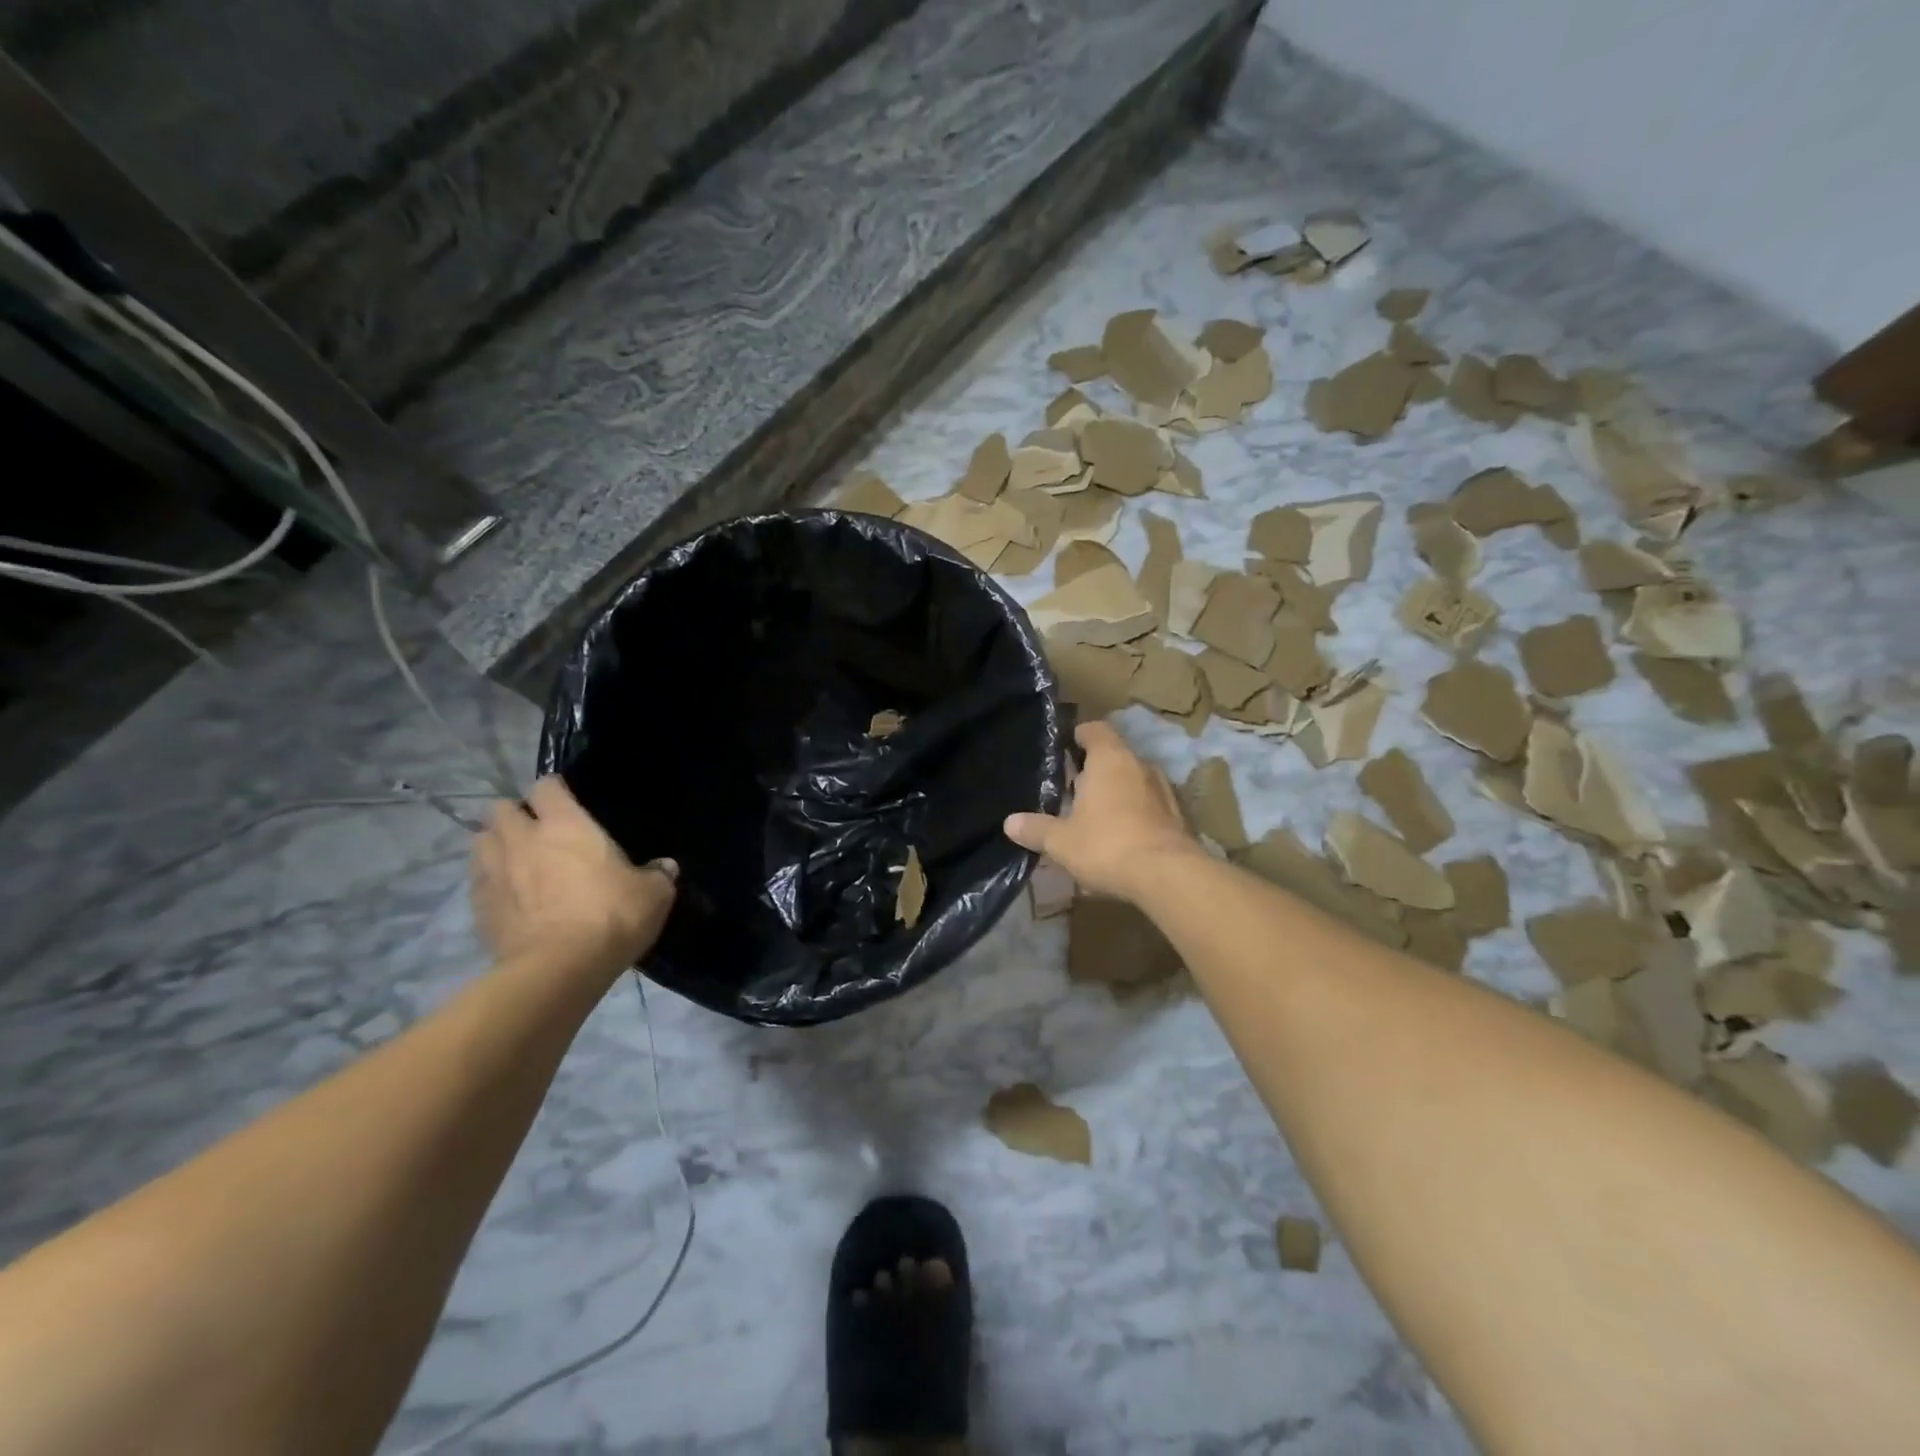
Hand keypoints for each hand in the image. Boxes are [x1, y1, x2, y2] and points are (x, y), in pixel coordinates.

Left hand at [471, 777, 677, 983]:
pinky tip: (510, 896)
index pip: (546, 786)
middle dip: (517, 815)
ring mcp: (495, 873)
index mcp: (566, 824)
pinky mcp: (479, 908)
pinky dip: (490, 881)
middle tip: (538, 831)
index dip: (555, 790)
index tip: (567, 800)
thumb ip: (659, 875)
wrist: (558, 970)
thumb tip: (665, 867)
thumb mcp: (654, 894)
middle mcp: (523, 839)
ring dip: (496, 844)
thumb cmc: (611, 917)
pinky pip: (478, 881)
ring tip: (517, 859)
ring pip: (481, 840)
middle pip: (502, 809)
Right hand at [1004, 722, 1203, 901]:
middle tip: (1070, 790)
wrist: (1168, 877)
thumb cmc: (1107, 845)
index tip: (1064, 750)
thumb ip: (1036, 829)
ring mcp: (1163, 790)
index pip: (1095, 730)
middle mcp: (1139, 765)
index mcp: (1110, 759)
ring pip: (1133, 780)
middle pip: (1114, 755)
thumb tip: (1009, 822)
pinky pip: (1149, 804)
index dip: (1078, 736)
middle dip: (1093, 770)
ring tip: (1094, 814)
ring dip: (1116, 792)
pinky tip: (1120, 836)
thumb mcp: (1061, 841)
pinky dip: (1134, 812)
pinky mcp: (1177, 816)